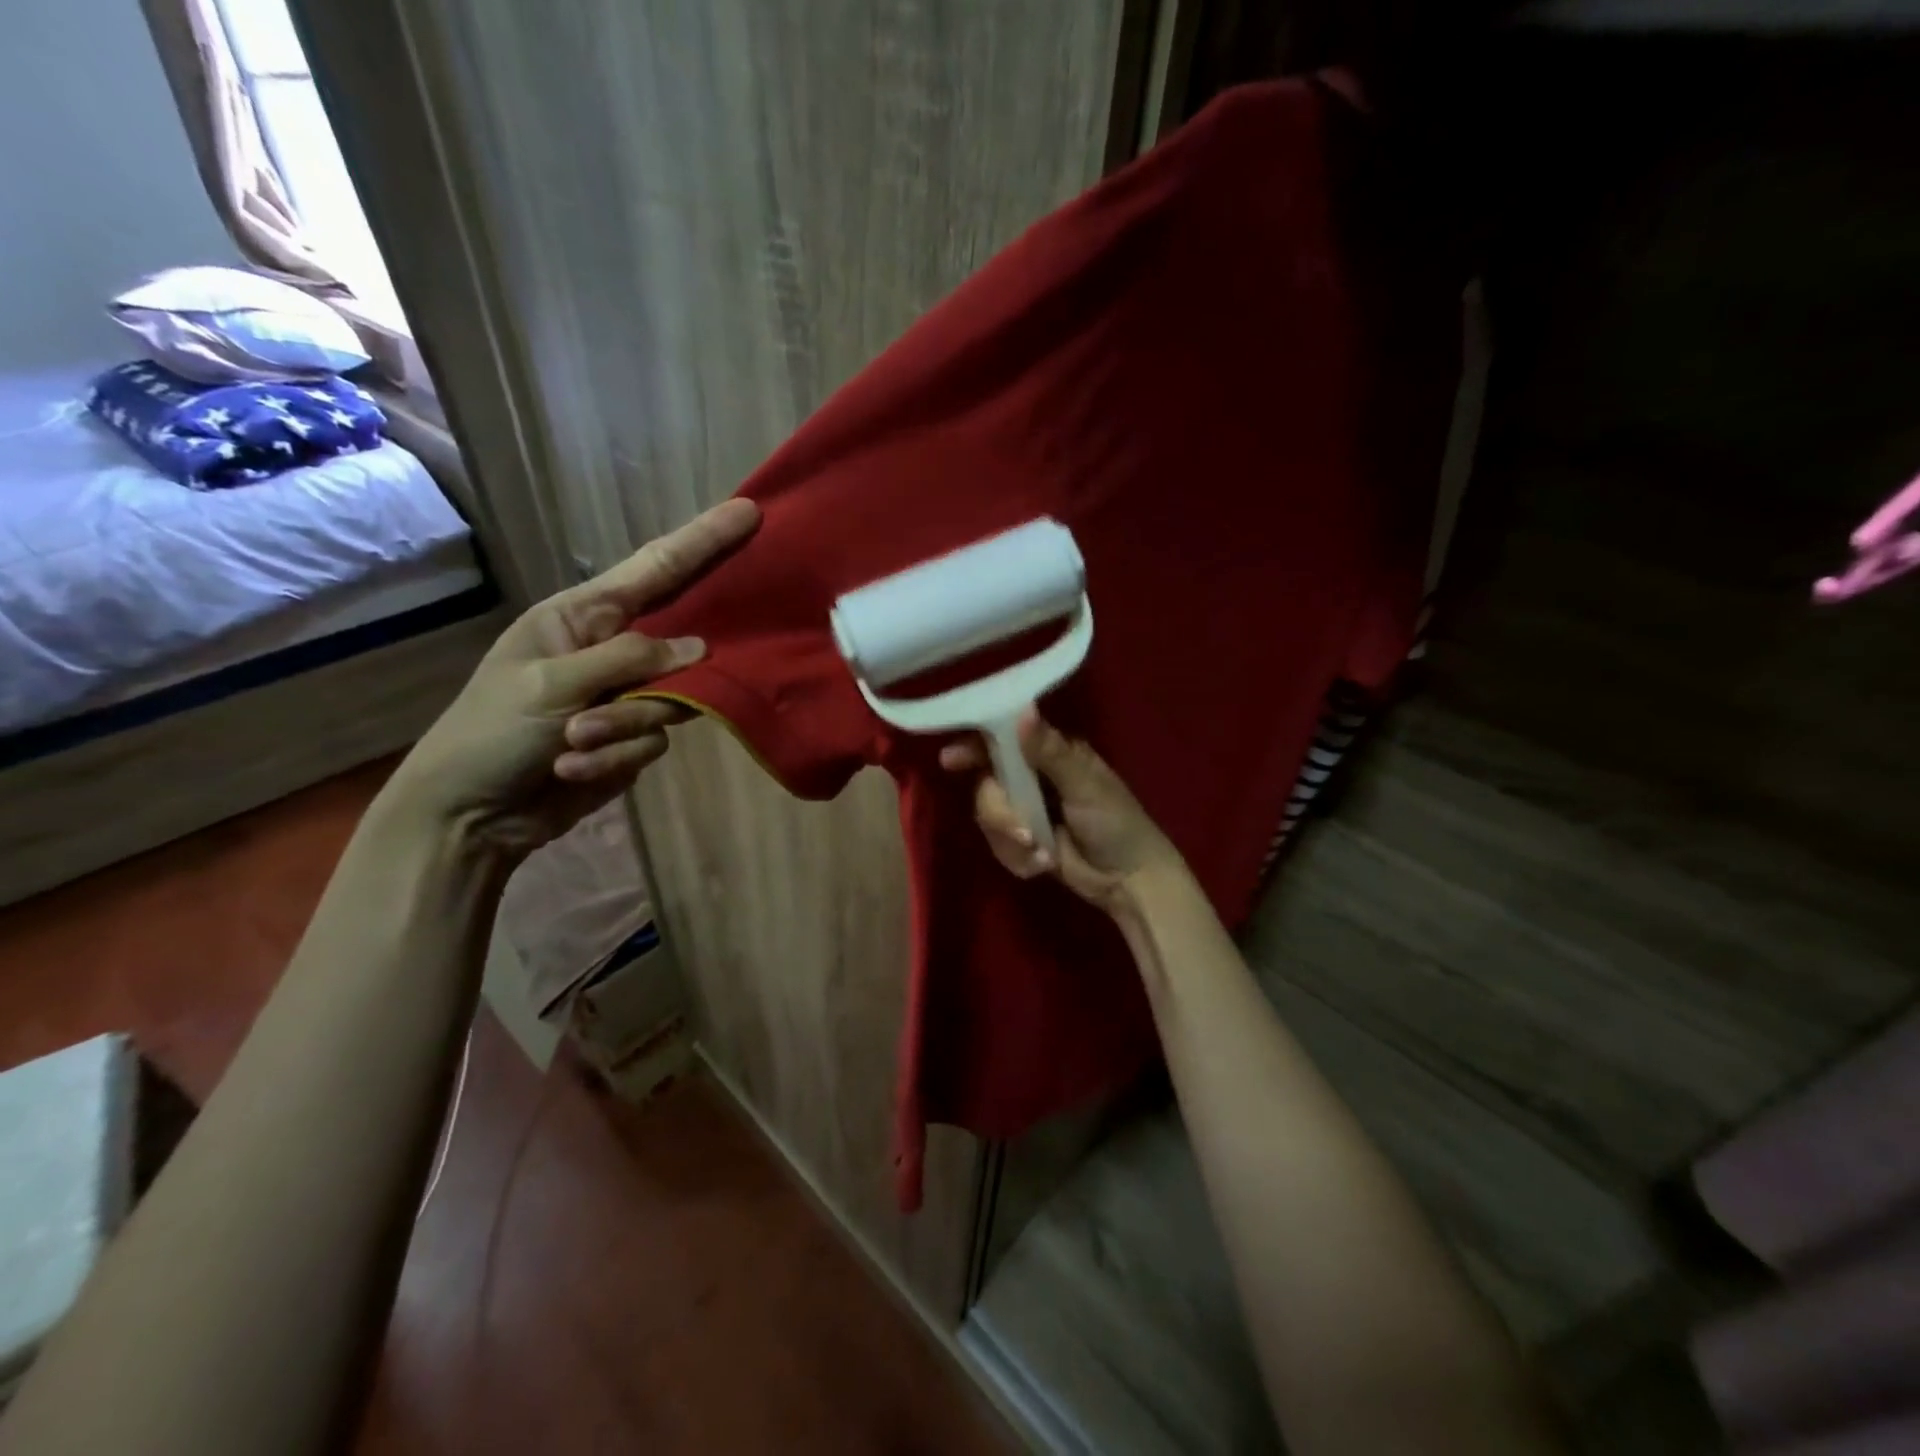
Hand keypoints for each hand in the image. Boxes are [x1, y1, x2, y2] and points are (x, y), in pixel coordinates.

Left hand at [386, 498, 759, 862]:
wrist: (471, 816)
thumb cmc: (491, 734)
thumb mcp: (551, 685)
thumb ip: (629, 659)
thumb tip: (697, 650)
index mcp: (581, 616)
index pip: (655, 568)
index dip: (703, 539)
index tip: (749, 513)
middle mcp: (611, 648)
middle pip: (678, 639)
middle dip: (669, 672)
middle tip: (644, 686)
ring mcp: (624, 695)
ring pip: (672, 700)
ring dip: (625, 727)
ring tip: (573, 744)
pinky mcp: (631, 737)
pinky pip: (656, 740)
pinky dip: (617, 757)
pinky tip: (573, 769)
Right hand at [940, 709, 1188, 918]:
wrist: (1130, 881)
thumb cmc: (1116, 823)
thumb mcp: (1085, 785)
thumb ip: (1050, 751)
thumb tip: (1022, 710)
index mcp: (1048, 754)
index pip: (1000, 740)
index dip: (973, 747)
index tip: (950, 760)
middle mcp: (1031, 778)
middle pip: (986, 786)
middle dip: (999, 814)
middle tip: (1022, 832)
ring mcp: (1025, 811)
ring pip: (989, 818)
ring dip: (1011, 841)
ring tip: (1042, 854)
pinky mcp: (1022, 842)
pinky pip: (998, 846)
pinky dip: (1018, 858)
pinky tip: (1043, 864)